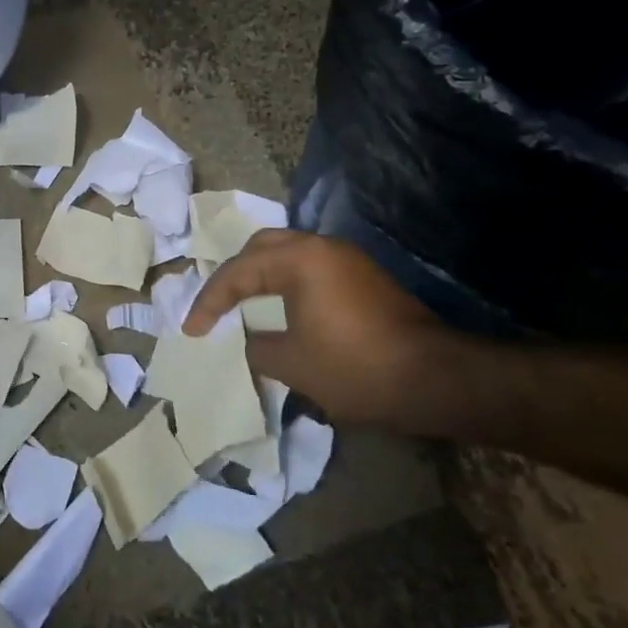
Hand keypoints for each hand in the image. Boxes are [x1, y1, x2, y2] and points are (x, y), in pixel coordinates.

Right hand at [183, 230, 458, 427]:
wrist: (436, 380)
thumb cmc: (355, 367)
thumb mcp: (291, 363)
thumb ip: (255, 347)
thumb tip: (248, 341)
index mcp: (300, 258)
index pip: (238, 272)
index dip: (209, 302)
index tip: (192, 332)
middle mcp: (323, 247)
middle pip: (262, 248)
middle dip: (233, 276)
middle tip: (216, 306)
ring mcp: (348, 261)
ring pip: (289, 255)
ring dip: (261, 278)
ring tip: (241, 306)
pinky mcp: (365, 280)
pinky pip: (311, 271)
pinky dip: (286, 285)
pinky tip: (279, 311)